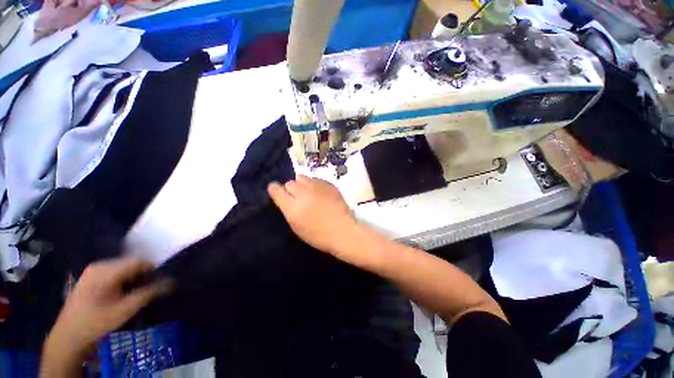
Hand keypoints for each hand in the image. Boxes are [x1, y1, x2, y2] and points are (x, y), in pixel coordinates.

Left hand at [48, 258, 166, 351]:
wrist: (69, 335)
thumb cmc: (97, 322)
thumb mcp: (125, 310)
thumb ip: (148, 293)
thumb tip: (171, 282)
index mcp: (106, 271)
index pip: (138, 261)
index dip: (152, 269)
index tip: (158, 282)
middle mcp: (99, 265)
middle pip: (130, 262)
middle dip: (142, 274)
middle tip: (146, 289)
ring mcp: (93, 269)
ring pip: (123, 266)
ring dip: (133, 277)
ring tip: (134, 292)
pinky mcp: (91, 275)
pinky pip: (114, 271)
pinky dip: (124, 278)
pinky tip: (122, 291)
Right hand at [268, 175, 357, 255]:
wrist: (343, 231)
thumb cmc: (319, 236)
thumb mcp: (298, 227)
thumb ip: (289, 211)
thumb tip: (286, 199)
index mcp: (293, 208)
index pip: (277, 191)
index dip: (274, 189)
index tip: (274, 189)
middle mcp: (303, 194)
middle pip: (290, 183)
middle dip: (290, 188)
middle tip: (296, 195)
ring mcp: (317, 187)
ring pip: (302, 177)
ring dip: (302, 184)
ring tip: (307, 191)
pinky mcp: (328, 185)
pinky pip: (316, 179)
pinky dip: (314, 183)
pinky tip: (319, 191)